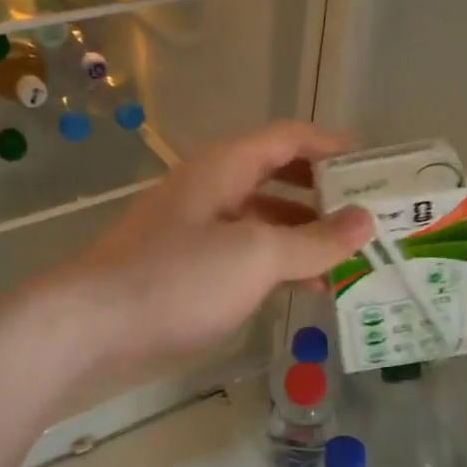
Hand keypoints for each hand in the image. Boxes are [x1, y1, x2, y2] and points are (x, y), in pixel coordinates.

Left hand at [51, 121, 371, 376]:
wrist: (91, 328)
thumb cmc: (176, 278)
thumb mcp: (254, 254)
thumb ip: (312, 239)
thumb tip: (365, 221)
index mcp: (224, 168)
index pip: (288, 138)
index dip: (332, 145)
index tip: (376, 166)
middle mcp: (209, 191)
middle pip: (276, 178)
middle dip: (322, 194)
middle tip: (368, 217)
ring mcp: (195, 232)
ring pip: (261, 222)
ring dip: (303, 236)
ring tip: (348, 260)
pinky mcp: (185, 271)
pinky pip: (243, 257)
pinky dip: (276, 266)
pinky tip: (303, 289)